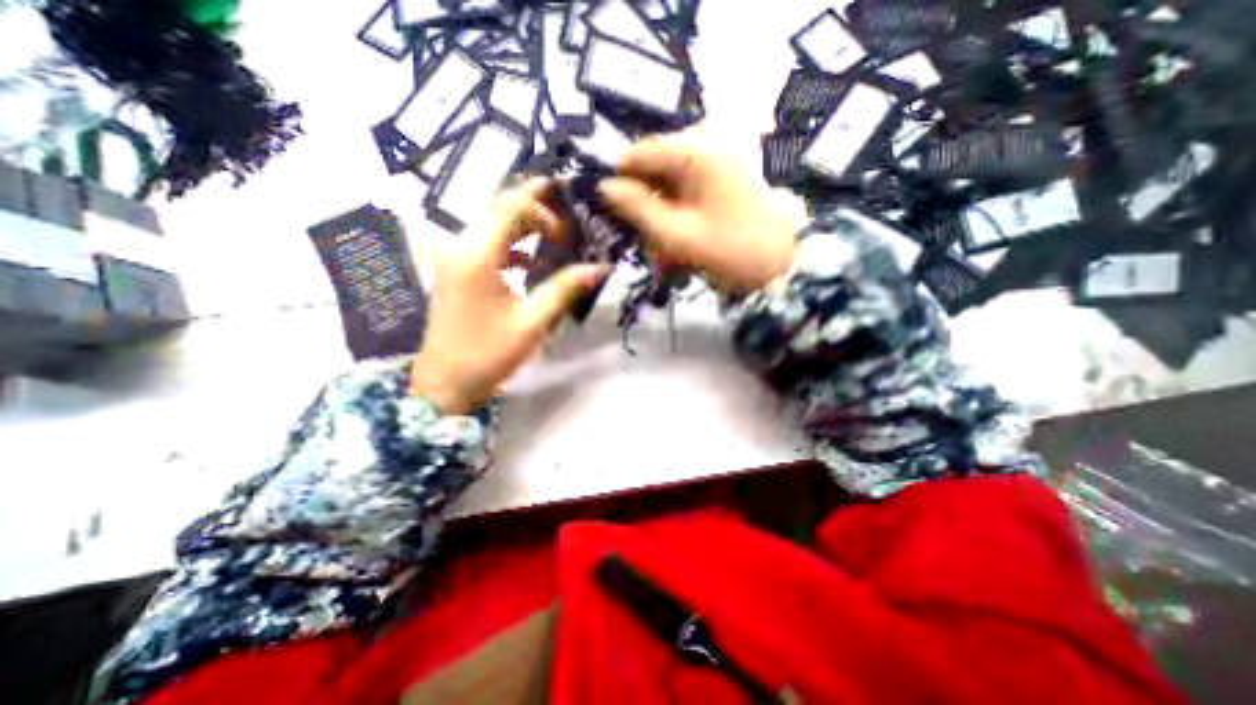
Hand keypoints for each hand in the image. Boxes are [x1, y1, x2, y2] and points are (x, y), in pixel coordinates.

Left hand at [414, 179, 609, 415]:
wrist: (445, 383)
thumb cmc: (488, 354)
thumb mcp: (532, 323)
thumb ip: (564, 289)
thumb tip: (600, 268)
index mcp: (478, 256)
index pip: (510, 208)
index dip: (540, 202)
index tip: (567, 211)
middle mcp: (461, 248)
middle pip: (499, 211)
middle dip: (535, 211)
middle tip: (567, 221)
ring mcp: (455, 260)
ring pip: (493, 227)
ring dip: (524, 228)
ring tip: (555, 238)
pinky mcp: (456, 273)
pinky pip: (486, 247)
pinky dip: (511, 247)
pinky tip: (529, 263)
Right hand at [596, 139, 793, 291]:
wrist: (784, 261)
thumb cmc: (731, 248)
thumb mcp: (677, 234)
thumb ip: (637, 208)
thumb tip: (604, 187)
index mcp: (693, 150)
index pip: (636, 154)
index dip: (621, 184)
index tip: (616, 217)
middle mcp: (703, 142)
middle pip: (651, 168)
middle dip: (644, 207)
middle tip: (649, 242)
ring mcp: (715, 158)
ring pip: (666, 183)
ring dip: (660, 217)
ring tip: (667, 250)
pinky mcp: (721, 174)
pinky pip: (683, 190)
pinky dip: (677, 216)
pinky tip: (681, 241)